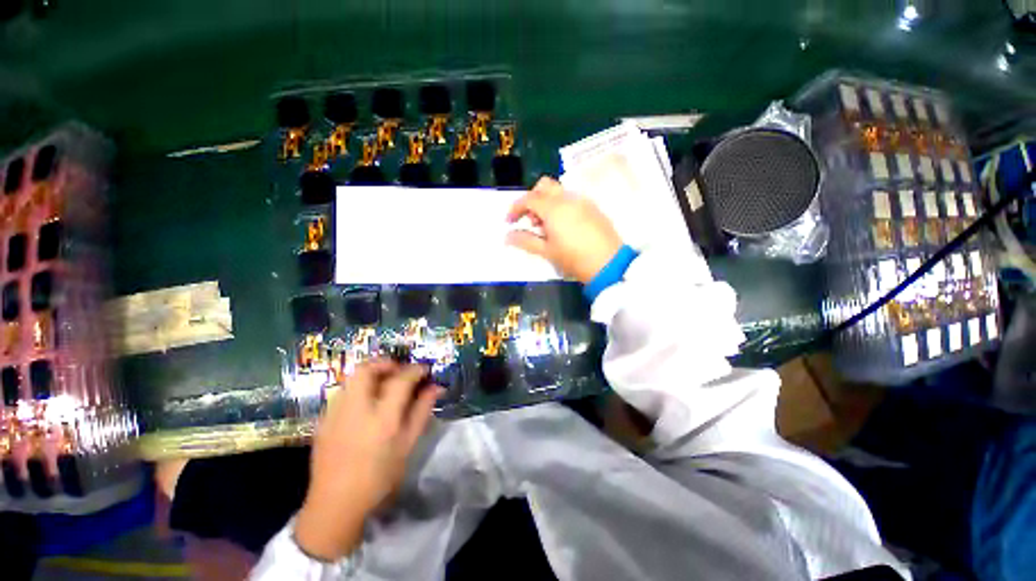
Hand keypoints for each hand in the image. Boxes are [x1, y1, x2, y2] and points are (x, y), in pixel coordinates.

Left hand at [295, 359, 438, 560]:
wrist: (335, 504)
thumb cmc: (379, 477)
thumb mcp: (407, 445)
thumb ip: (422, 412)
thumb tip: (436, 387)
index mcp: (382, 419)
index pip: (401, 380)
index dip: (415, 369)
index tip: (424, 369)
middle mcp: (356, 410)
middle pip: (367, 369)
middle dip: (386, 362)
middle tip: (399, 370)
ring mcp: (335, 413)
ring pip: (352, 377)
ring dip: (372, 373)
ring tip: (385, 383)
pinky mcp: (323, 419)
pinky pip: (344, 391)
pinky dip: (359, 387)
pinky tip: (367, 403)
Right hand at [506, 177, 622, 283]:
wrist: (609, 263)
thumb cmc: (573, 258)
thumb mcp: (546, 251)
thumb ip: (525, 241)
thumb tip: (507, 236)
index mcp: (554, 208)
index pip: (528, 199)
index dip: (515, 208)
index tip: (509, 222)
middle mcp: (568, 198)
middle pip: (544, 186)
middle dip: (532, 199)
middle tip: (530, 220)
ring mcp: (583, 201)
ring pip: (559, 192)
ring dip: (546, 203)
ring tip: (547, 227)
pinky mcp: (593, 208)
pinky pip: (571, 199)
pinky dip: (561, 207)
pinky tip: (563, 227)